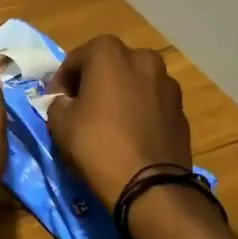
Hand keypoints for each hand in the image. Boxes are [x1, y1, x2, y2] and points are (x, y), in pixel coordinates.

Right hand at [44, 36, 190, 205]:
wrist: (150, 185)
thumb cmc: (97, 144)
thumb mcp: (59, 123)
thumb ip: (58, 103)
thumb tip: (67, 103)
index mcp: (110, 53)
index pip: (75, 59)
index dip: (61, 81)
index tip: (56, 102)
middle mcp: (143, 59)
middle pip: (110, 65)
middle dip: (94, 81)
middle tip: (81, 106)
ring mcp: (167, 84)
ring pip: (134, 82)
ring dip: (120, 94)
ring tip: (108, 121)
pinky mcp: (181, 110)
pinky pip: (152, 103)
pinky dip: (139, 111)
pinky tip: (130, 134)